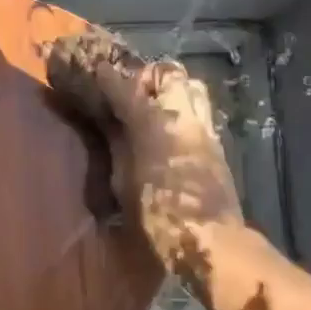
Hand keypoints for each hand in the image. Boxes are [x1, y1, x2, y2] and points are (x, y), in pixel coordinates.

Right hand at [46, 28, 244, 293]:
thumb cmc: (157, 217)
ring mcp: (204, 129)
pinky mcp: (216, 145)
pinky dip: (183, 110)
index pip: (124, 86)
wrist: (210, 241)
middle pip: (169, 73)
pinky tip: (169, 129)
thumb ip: (118, 146)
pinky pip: (200, 112)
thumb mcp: (124, 182)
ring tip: (154, 105)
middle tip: (131, 89)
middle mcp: (182, 116)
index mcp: (152, 124)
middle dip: (149, 75)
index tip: (93, 68)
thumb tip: (111, 125)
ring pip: (192, 87)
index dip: (106, 75)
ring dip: (172, 89)